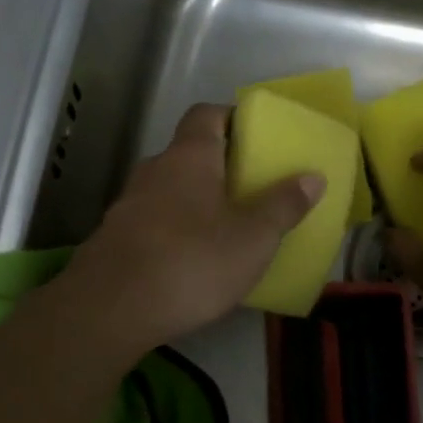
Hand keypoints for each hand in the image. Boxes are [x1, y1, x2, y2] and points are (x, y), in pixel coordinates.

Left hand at [65, 103, 324, 351]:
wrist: (110, 309)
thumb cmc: (191, 261)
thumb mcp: (253, 238)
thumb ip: (283, 206)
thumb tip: (312, 177)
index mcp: (189, 156)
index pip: (206, 114)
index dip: (231, 117)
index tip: (256, 137)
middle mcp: (154, 169)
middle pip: (188, 153)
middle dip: (218, 166)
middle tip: (249, 189)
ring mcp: (129, 203)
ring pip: (169, 189)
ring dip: (194, 200)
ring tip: (224, 228)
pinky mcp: (114, 237)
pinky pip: (153, 220)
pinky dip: (173, 229)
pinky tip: (190, 261)